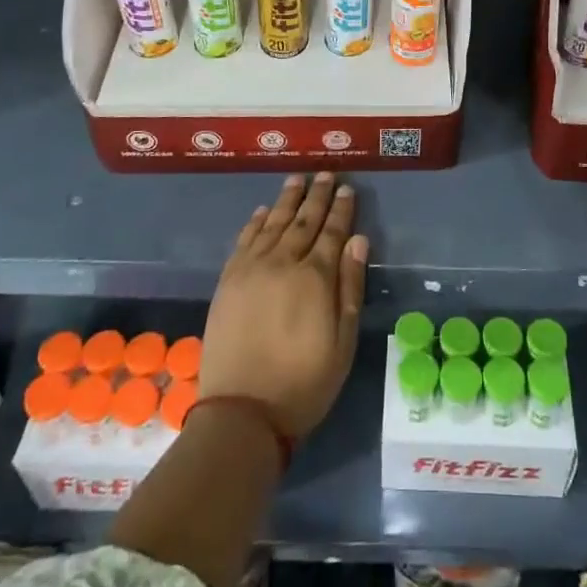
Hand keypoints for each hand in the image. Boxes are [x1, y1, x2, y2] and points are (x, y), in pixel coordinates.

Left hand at [199, 173, 367, 439]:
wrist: (242, 412)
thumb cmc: (304, 383)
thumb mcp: (342, 342)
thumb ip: (350, 287)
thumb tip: (358, 240)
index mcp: (315, 278)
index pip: (332, 233)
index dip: (341, 210)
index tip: (347, 188)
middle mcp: (282, 263)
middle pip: (303, 221)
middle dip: (317, 196)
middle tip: (325, 173)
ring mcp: (251, 270)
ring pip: (273, 223)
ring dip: (287, 200)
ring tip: (297, 179)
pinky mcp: (229, 281)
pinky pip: (245, 240)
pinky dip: (256, 222)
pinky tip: (264, 210)